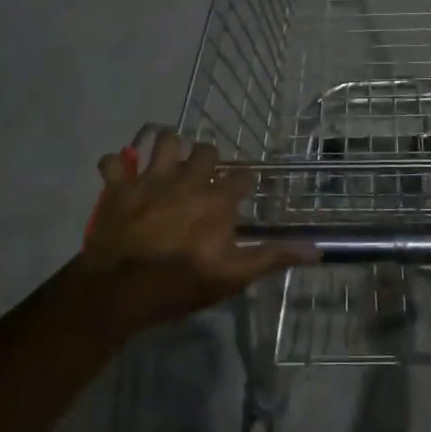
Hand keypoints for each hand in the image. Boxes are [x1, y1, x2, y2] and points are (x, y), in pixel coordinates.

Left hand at [75, 131, 313, 333]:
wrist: (121, 291)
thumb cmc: (181, 284)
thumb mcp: (233, 276)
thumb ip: (273, 257)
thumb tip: (317, 248)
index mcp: (217, 199)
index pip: (242, 176)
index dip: (243, 182)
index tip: (240, 192)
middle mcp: (188, 178)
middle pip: (205, 150)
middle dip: (206, 159)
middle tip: (201, 176)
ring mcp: (151, 178)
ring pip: (164, 140)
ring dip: (167, 148)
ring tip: (167, 163)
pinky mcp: (119, 186)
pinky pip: (113, 161)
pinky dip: (116, 166)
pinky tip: (120, 175)